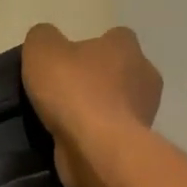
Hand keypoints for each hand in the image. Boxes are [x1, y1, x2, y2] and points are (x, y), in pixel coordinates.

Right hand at [21, 24, 162, 186]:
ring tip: (65, 118)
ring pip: (118, 103)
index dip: (93, 46)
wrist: (97, 149)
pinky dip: (97, 134)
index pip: (115, 37)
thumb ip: (43, 38)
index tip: (69, 60)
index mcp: (126, 47)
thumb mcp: (42, 51)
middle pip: (120, 71)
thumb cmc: (74, 91)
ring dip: (98, 109)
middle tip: (64, 90)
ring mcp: (144, 112)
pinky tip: (73, 139)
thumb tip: (47, 40)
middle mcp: (144, 75)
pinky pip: (113, 132)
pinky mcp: (135, 143)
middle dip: (98, 79)